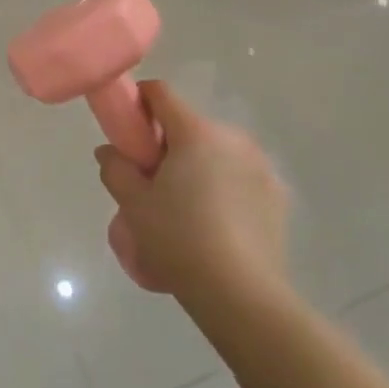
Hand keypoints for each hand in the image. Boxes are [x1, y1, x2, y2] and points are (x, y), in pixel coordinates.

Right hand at [95, 80, 288, 303]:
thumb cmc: (178, 239)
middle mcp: (233, 139)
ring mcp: (261, 167)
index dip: (139, 103)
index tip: (127, 132)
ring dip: (198, 167)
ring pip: (217, 153)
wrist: (240, 293)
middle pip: (190, 127)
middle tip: (150, 182)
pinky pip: (240, 178)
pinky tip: (214, 226)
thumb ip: (115, 168)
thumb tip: (110, 151)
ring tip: (185, 210)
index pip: (161, 94)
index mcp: (196, 133)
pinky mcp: (278, 196)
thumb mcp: (132, 204)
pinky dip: (224, 189)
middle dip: (167, 145)